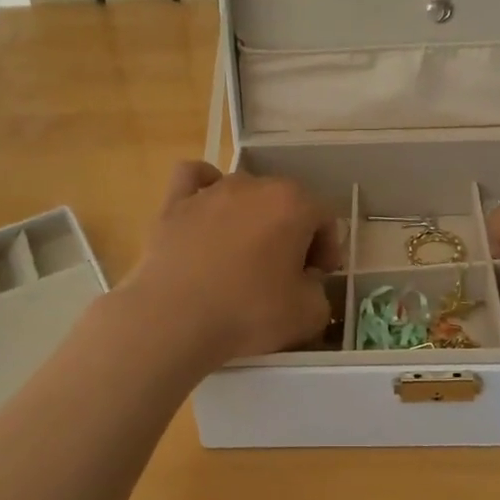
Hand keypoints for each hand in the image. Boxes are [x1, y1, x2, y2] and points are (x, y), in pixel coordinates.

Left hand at [119, 162, 341, 366]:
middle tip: (287, 271)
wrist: (172, 321)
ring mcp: (211, 191)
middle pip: (286, 202)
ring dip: (253, 217)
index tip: (318, 276)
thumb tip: (306, 283)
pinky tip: (207, 207)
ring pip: (245, 192)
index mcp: (293, 204)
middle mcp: (254, 185)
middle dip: (293, 232)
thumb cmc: (247, 313)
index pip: (324, 217)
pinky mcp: (173, 203)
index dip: (327, 247)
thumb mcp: (309, 314)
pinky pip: (194, 178)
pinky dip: (204, 186)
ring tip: (245, 254)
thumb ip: (319, 291)